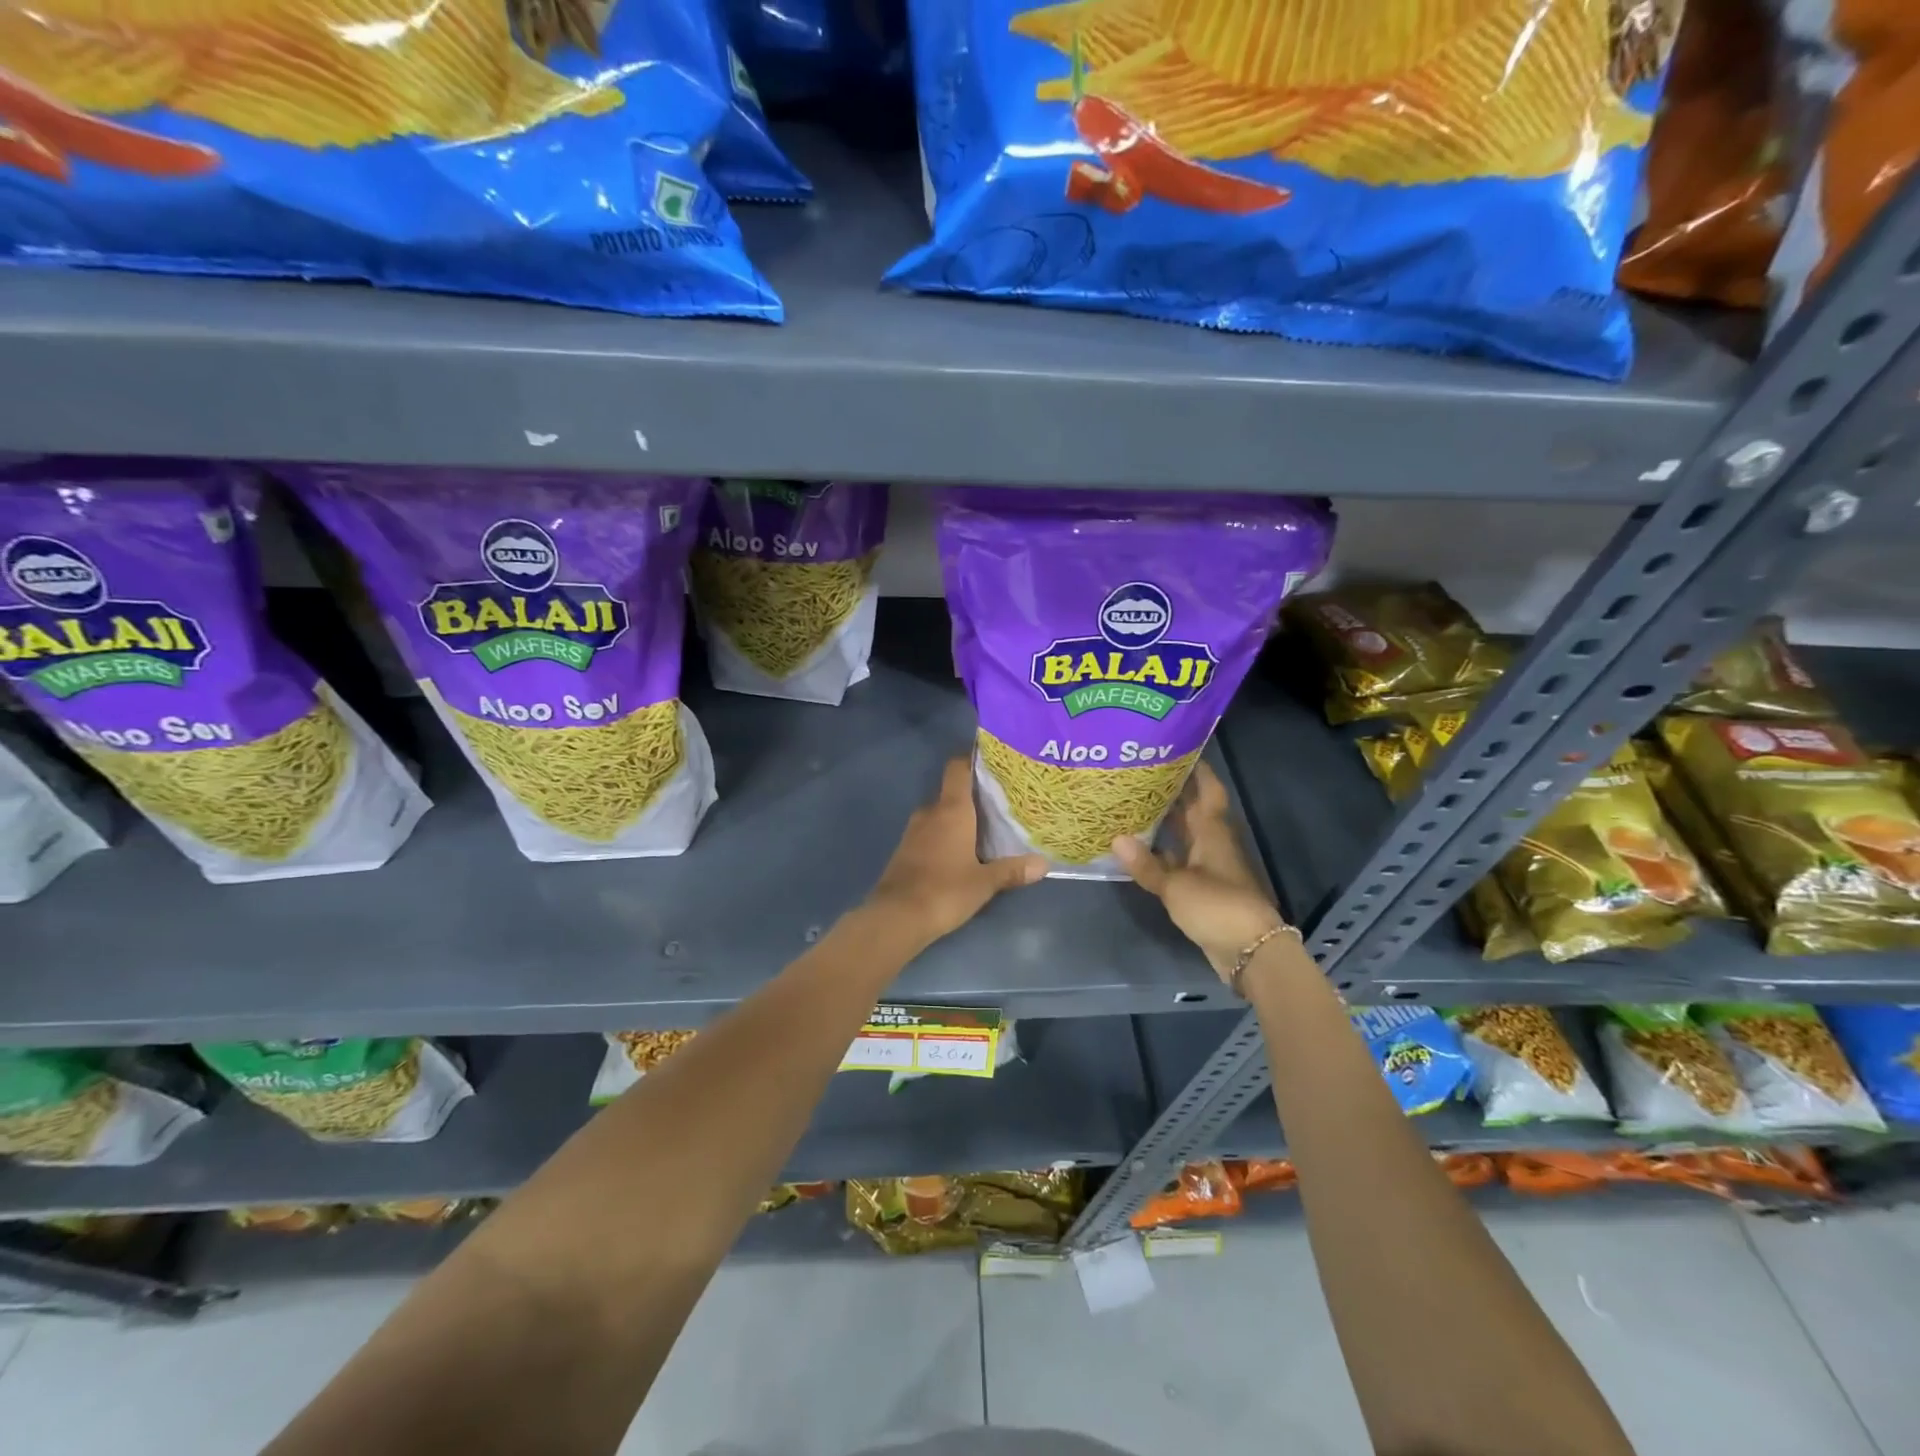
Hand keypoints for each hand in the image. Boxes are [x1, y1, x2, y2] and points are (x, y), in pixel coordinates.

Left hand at [866, 758, 1045, 947]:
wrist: (896, 916)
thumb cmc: (945, 890)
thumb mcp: (985, 882)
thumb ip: (1012, 870)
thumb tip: (1043, 864)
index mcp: (951, 810)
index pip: (958, 769)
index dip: (971, 759)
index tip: (991, 760)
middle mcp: (930, 813)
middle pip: (951, 792)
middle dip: (972, 794)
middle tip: (1000, 801)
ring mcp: (914, 831)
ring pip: (940, 814)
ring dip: (958, 817)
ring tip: (985, 825)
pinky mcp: (905, 850)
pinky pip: (929, 832)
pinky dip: (944, 834)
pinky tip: (961, 849)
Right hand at [1113, 762, 1287, 981]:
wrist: (1249, 950)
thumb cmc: (1217, 907)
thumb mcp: (1176, 886)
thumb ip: (1146, 864)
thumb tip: (1116, 838)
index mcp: (1212, 833)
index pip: (1208, 791)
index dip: (1197, 770)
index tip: (1177, 749)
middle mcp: (1214, 843)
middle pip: (1195, 810)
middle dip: (1173, 792)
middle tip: (1141, 774)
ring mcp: (1211, 867)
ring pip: (1187, 835)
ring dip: (1167, 822)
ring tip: (1134, 804)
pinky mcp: (1205, 888)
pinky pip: (1182, 860)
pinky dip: (1164, 852)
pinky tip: (1141, 849)